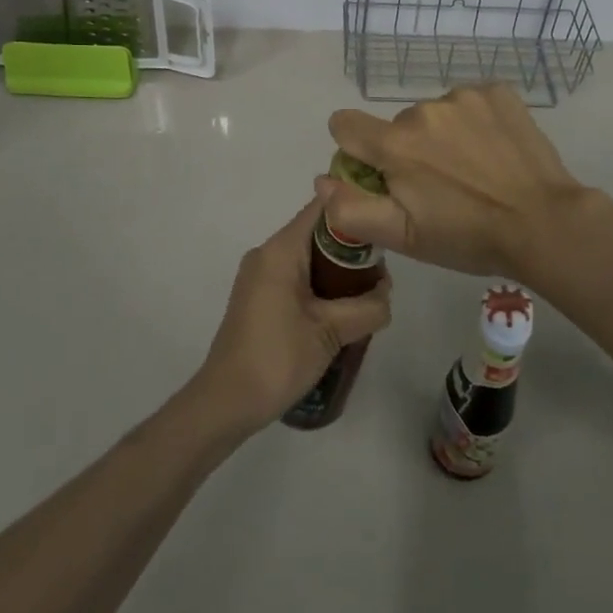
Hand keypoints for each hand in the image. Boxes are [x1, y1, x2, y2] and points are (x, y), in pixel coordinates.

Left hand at [190, 199, 392, 436]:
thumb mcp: (331, 333)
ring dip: (337, 272)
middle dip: (352, 249)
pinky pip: (295, 276)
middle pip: (318, 233)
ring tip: (366, 295)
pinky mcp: (258, 297)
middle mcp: (267, 253)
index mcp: (281, 250)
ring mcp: (259, 275)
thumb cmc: (277, 358)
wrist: (226, 403)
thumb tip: (387, 294)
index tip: (384, 226)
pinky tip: (339, 312)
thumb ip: (367, 307)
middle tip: (381, 274)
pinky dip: (320, 285)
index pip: (323, 208)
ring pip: (308, 257)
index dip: (355, 209)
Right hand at [321, 84, 595, 281]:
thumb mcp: (403, 237)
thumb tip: (322, 180)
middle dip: (407, 150)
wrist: (544, 222)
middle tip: (439, 187)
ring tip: (473, 170)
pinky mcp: (497, 92)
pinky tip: (493, 150)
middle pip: (396, 125)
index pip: (345, 124)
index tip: (381, 174)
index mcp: (395, 144)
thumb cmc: (468, 236)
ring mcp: (463, 96)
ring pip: (433, 114)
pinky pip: (468, 102)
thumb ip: (351, 209)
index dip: (355, 150)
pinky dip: (473, 122)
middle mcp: (423, 109)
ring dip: (441, 136)